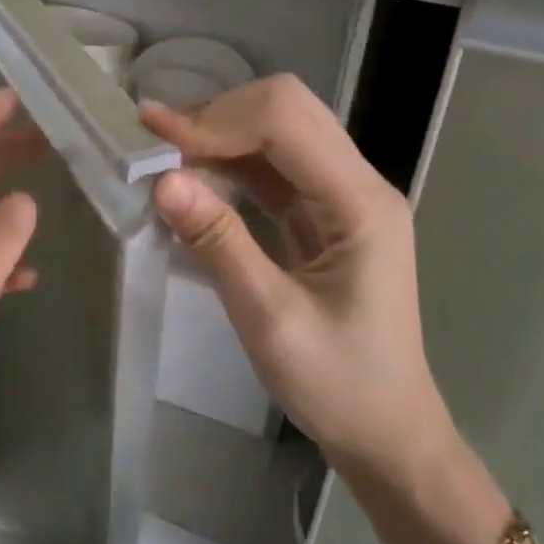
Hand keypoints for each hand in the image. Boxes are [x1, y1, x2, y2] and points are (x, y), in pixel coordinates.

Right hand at [139, 75, 457, 483]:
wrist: (387, 433)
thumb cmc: (338, 386)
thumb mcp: (270, 320)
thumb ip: (219, 244)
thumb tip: (162, 182)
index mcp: (361, 203)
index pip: (287, 120)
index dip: (219, 119)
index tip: (156, 140)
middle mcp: (360, 184)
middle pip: (288, 110)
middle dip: (219, 116)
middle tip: (156, 144)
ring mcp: (345, 197)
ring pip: (280, 131)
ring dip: (222, 135)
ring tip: (164, 153)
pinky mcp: (326, 215)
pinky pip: (276, 168)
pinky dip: (232, 163)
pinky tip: (194, 177)